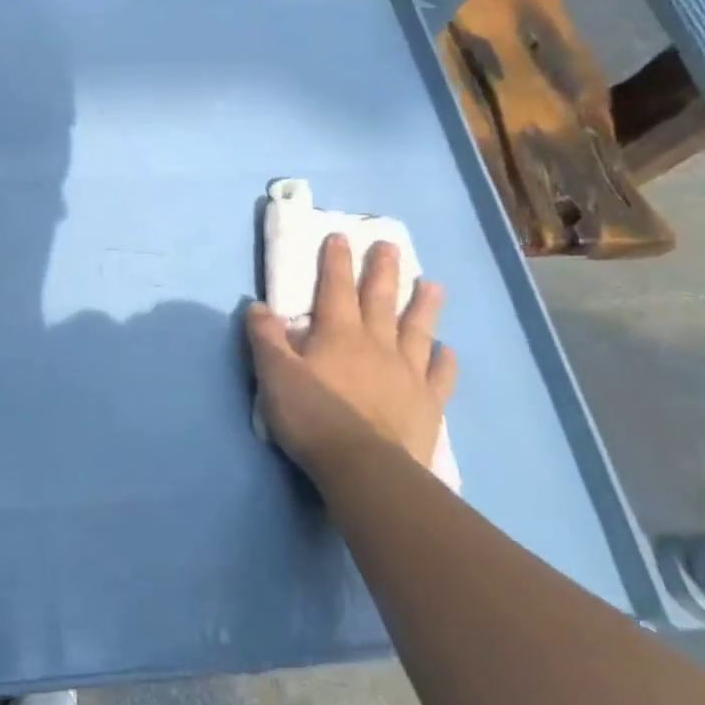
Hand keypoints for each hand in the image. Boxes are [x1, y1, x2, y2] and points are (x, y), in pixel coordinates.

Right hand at [246, 235, 455, 479]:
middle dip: (382, 270)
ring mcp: (407, 373)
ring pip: (417, 329)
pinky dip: (444, 360)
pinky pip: (440, 375)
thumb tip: (258, 306)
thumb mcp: (275, 375)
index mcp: (338, 335)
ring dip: (424, 305)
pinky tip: (447, 350)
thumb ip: (266, 338)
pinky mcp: (428, 403)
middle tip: (389, 245)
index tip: (340, 236)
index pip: (335, 288)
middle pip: (380, 300)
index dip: (336, 261)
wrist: (366, 468)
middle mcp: (376, 344)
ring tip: (433, 284)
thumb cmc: (314, 418)